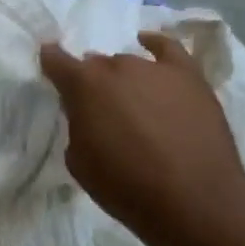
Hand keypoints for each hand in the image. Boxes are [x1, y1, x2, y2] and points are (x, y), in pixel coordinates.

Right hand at [40, 31, 244, 244]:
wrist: (194, 201)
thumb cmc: (127, 187)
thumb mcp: (79, 162)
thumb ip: (77, 127)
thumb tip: (87, 114)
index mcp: (83, 85)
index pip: (56, 60)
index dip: (51, 62)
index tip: (49, 66)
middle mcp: (116, 66)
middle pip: (96, 64)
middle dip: (92, 82)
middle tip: (99, 109)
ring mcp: (154, 68)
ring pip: (128, 62)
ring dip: (123, 78)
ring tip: (131, 101)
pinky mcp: (189, 76)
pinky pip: (168, 48)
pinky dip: (155, 44)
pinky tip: (148, 44)